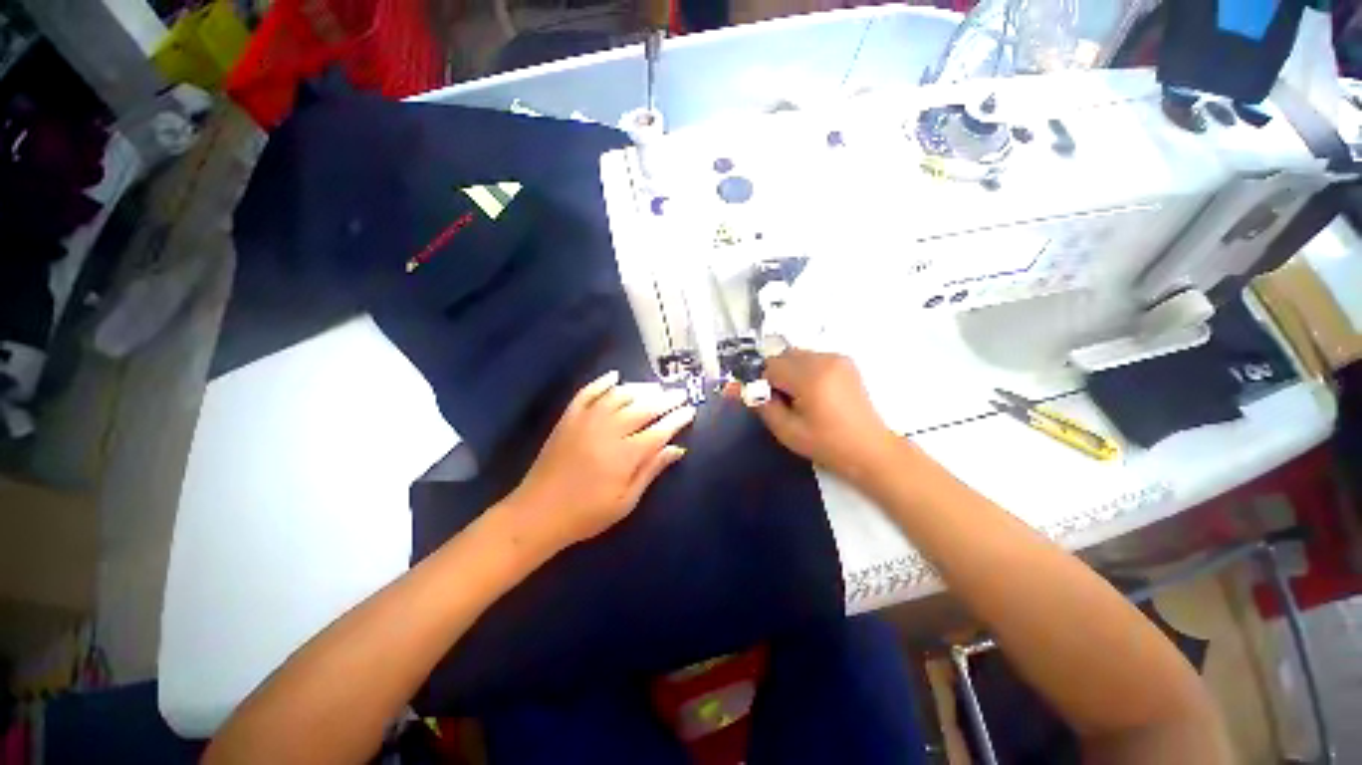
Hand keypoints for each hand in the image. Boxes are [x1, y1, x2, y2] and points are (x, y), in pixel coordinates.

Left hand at [509, 370, 695, 552]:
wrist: (537, 513)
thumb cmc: (587, 514)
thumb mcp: (626, 501)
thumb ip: (651, 471)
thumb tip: (677, 449)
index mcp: (625, 455)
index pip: (659, 430)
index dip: (677, 419)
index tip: (691, 410)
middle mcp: (609, 430)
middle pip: (643, 408)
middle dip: (666, 399)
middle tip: (680, 393)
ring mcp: (586, 421)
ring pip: (619, 396)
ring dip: (640, 388)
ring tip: (656, 388)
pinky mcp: (568, 418)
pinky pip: (587, 393)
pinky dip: (602, 382)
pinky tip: (615, 376)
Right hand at [737, 349, 901, 482]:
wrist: (870, 449)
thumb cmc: (827, 444)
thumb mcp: (787, 431)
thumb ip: (762, 406)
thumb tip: (741, 389)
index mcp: (810, 377)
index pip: (770, 366)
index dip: (764, 384)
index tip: (770, 402)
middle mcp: (824, 360)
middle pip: (783, 356)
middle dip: (776, 375)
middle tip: (784, 401)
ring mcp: (837, 358)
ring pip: (797, 355)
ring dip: (790, 371)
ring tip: (801, 398)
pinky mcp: (845, 362)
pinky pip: (812, 358)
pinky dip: (805, 370)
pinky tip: (815, 393)